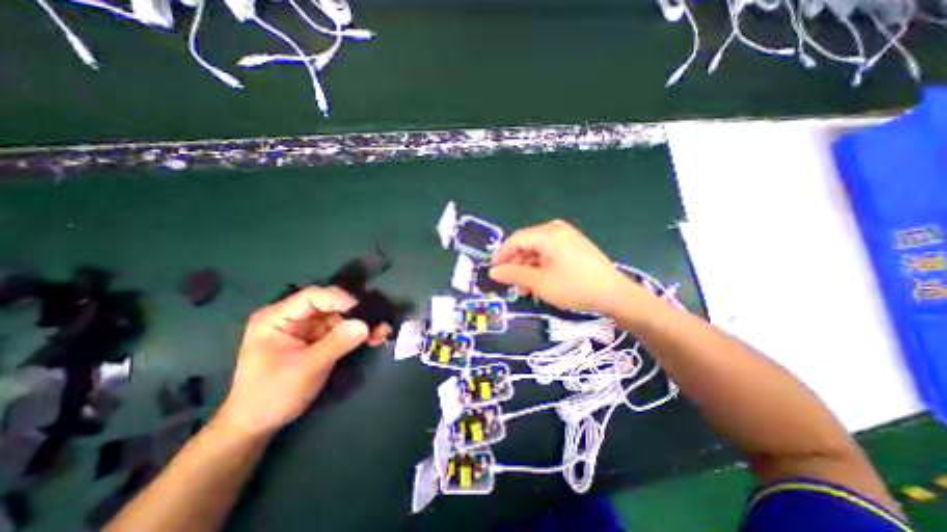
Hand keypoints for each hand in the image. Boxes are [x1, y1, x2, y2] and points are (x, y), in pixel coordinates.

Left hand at [215, 289, 389, 437]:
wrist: (258, 424)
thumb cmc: (272, 394)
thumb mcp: (306, 368)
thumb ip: (336, 343)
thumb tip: (365, 325)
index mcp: (278, 317)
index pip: (313, 296)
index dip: (339, 299)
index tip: (362, 311)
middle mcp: (294, 317)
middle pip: (330, 305)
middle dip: (355, 313)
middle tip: (378, 324)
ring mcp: (307, 328)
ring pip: (340, 317)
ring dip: (361, 324)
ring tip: (381, 334)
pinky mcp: (318, 340)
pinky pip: (342, 330)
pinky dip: (357, 334)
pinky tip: (374, 339)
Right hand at [488, 221, 651, 315]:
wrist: (615, 295)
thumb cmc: (573, 287)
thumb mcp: (539, 282)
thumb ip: (513, 274)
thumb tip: (493, 272)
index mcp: (547, 233)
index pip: (515, 240)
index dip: (501, 256)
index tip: (493, 272)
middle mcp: (556, 230)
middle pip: (526, 244)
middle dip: (516, 265)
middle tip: (511, 285)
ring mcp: (567, 237)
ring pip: (537, 251)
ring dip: (528, 268)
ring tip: (525, 289)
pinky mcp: (574, 246)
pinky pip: (549, 253)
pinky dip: (541, 267)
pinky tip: (539, 282)